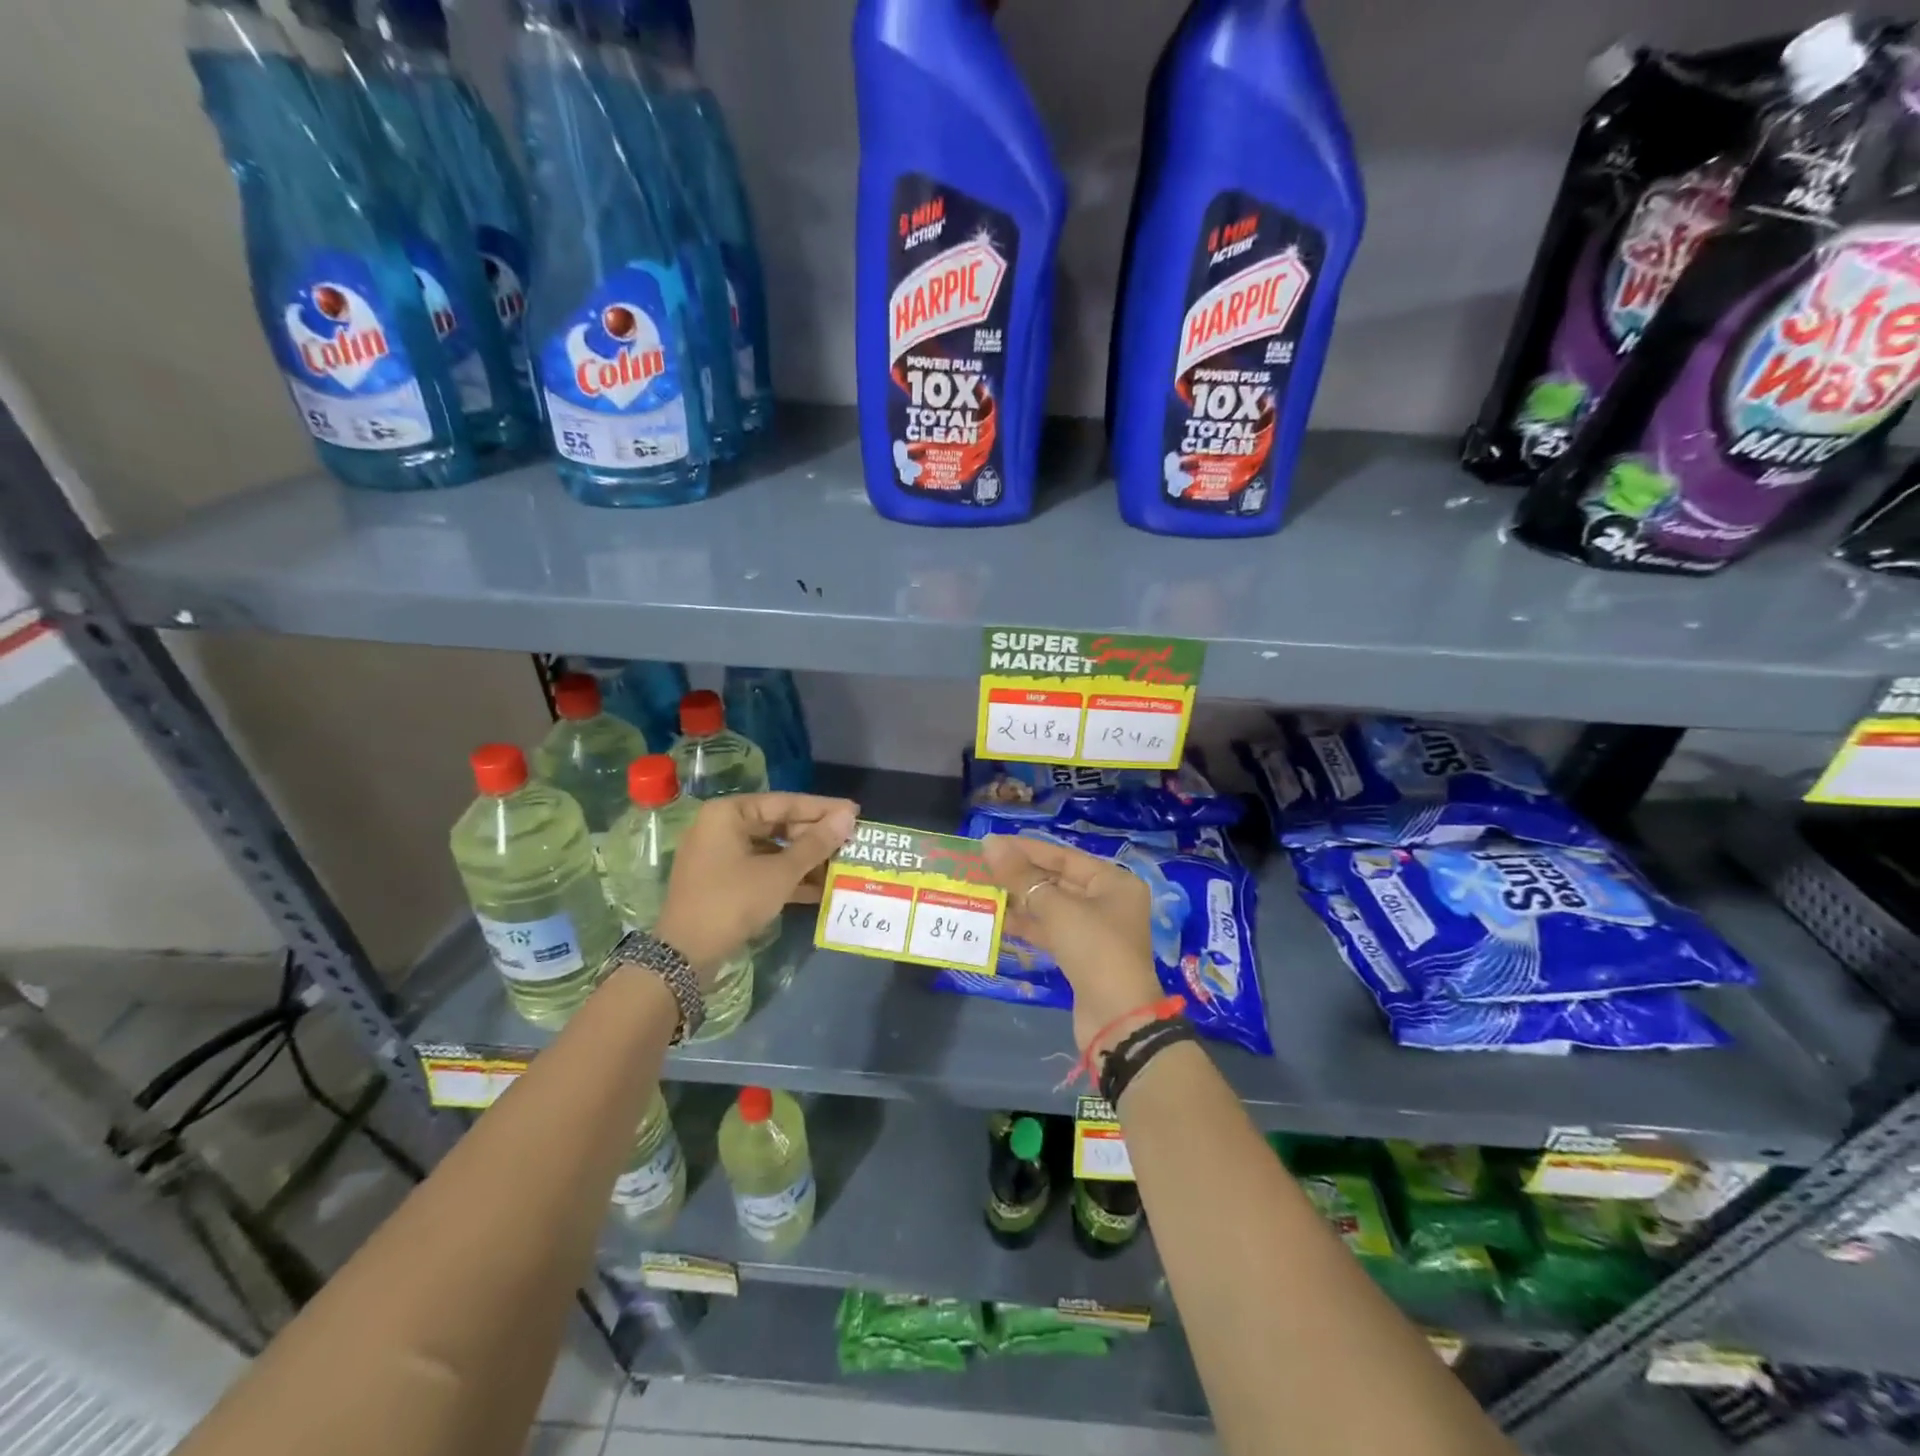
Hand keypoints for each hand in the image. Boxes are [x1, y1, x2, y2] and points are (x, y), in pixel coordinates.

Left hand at [655, 793, 858, 983]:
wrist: (685, 955)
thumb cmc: (733, 901)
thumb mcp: (780, 872)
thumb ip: (816, 844)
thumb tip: (848, 817)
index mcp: (729, 813)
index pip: (785, 802)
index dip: (823, 809)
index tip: (855, 812)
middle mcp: (722, 827)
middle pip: (778, 824)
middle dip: (814, 838)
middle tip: (849, 843)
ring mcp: (720, 855)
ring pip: (772, 849)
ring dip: (804, 860)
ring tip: (839, 866)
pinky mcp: (723, 880)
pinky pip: (761, 868)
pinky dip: (787, 877)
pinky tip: (818, 889)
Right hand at [982, 833, 1164, 1053]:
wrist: (1117, 1019)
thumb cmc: (1095, 950)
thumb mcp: (1057, 909)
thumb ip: (1022, 877)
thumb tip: (990, 844)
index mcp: (1113, 881)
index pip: (1063, 856)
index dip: (1026, 849)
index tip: (991, 843)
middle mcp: (1107, 901)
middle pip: (1057, 880)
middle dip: (1021, 875)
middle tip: (981, 867)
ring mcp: (1095, 930)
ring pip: (1051, 907)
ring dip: (1020, 901)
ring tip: (983, 889)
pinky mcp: (1081, 955)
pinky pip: (1050, 930)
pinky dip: (1028, 925)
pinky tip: (998, 919)